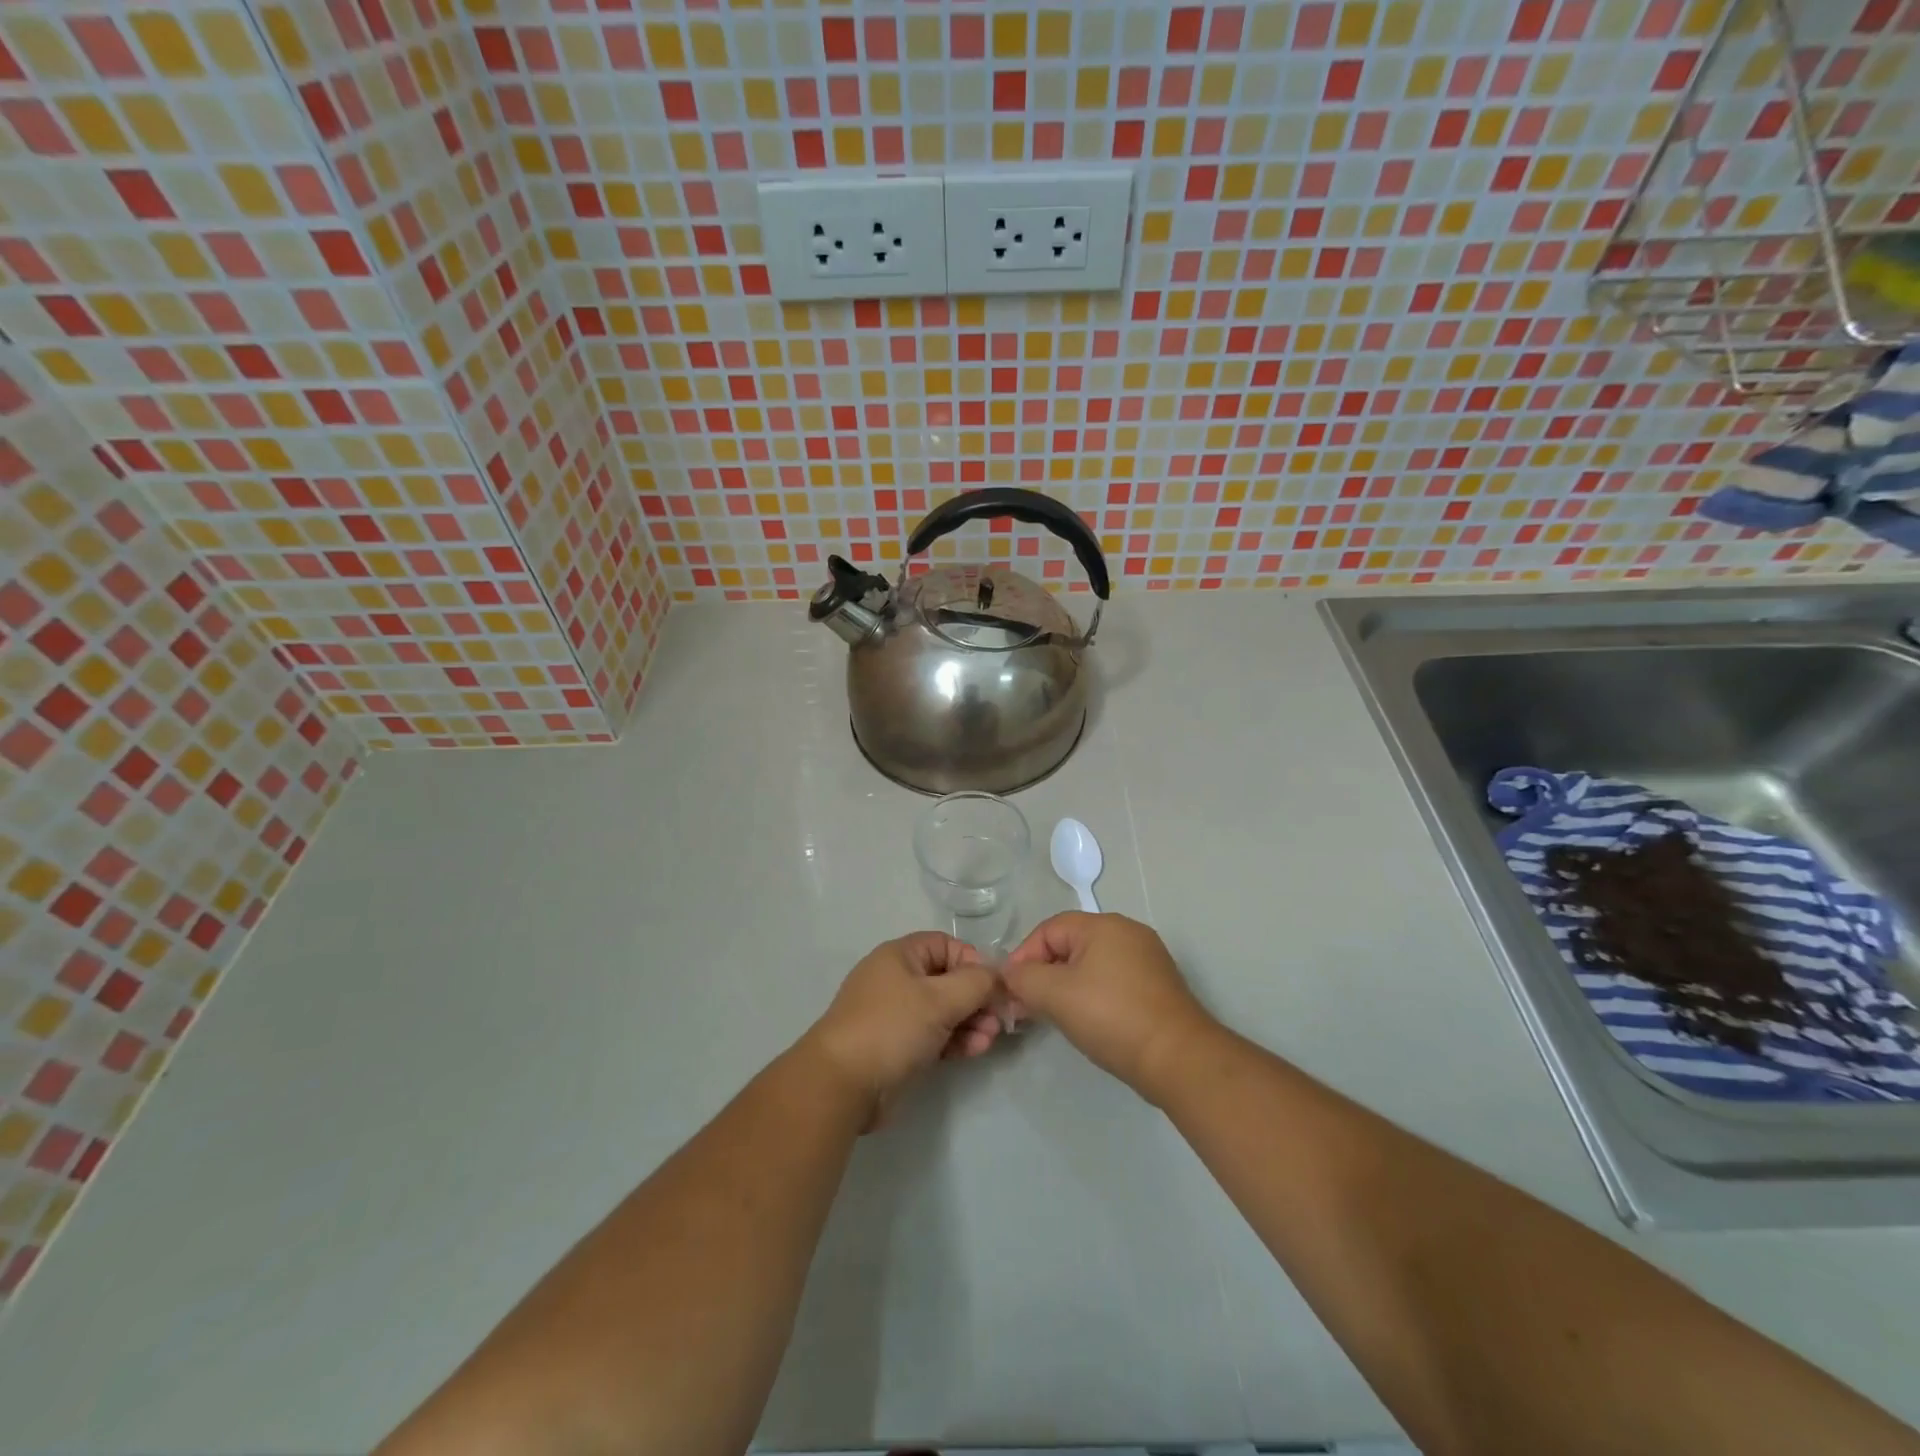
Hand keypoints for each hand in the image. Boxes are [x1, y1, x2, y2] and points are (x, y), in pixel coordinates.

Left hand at [804, 932, 1004, 1125]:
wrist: (842, 1085)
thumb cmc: (891, 1027)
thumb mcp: (939, 999)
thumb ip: (976, 983)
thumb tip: (998, 976)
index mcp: (900, 956)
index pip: (946, 945)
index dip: (973, 961)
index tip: (994, 986)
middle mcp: (898, 980)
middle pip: (948, 979)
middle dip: (976, 998)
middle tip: (998, 1019)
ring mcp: (897, 1015)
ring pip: (944, 1010)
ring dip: (971, 1021)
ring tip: (988, 1040)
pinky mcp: (899, 1046)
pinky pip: (935, 1035)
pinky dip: (956, 1040)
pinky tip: (975, 1051)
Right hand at [1003, 912, 1217, 1101]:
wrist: (1178, 1058)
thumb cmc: (1112, 1017)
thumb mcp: (1056, 995)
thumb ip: (1024, 978)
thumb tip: (1009, 975)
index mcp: (1103, 924)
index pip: (1048, 929)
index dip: (1024, 957)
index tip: (1012, 991)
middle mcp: (1127, 932)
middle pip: (1070, 945)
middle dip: (1044, 973)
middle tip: (1028, 1006)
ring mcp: (1147, 959)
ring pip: (1091, 964)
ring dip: (1066, 986)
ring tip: (1054, 1016)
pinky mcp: (1157, 986)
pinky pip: (1112, 980)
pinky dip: (1092, 995)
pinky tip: (1088, 1021)